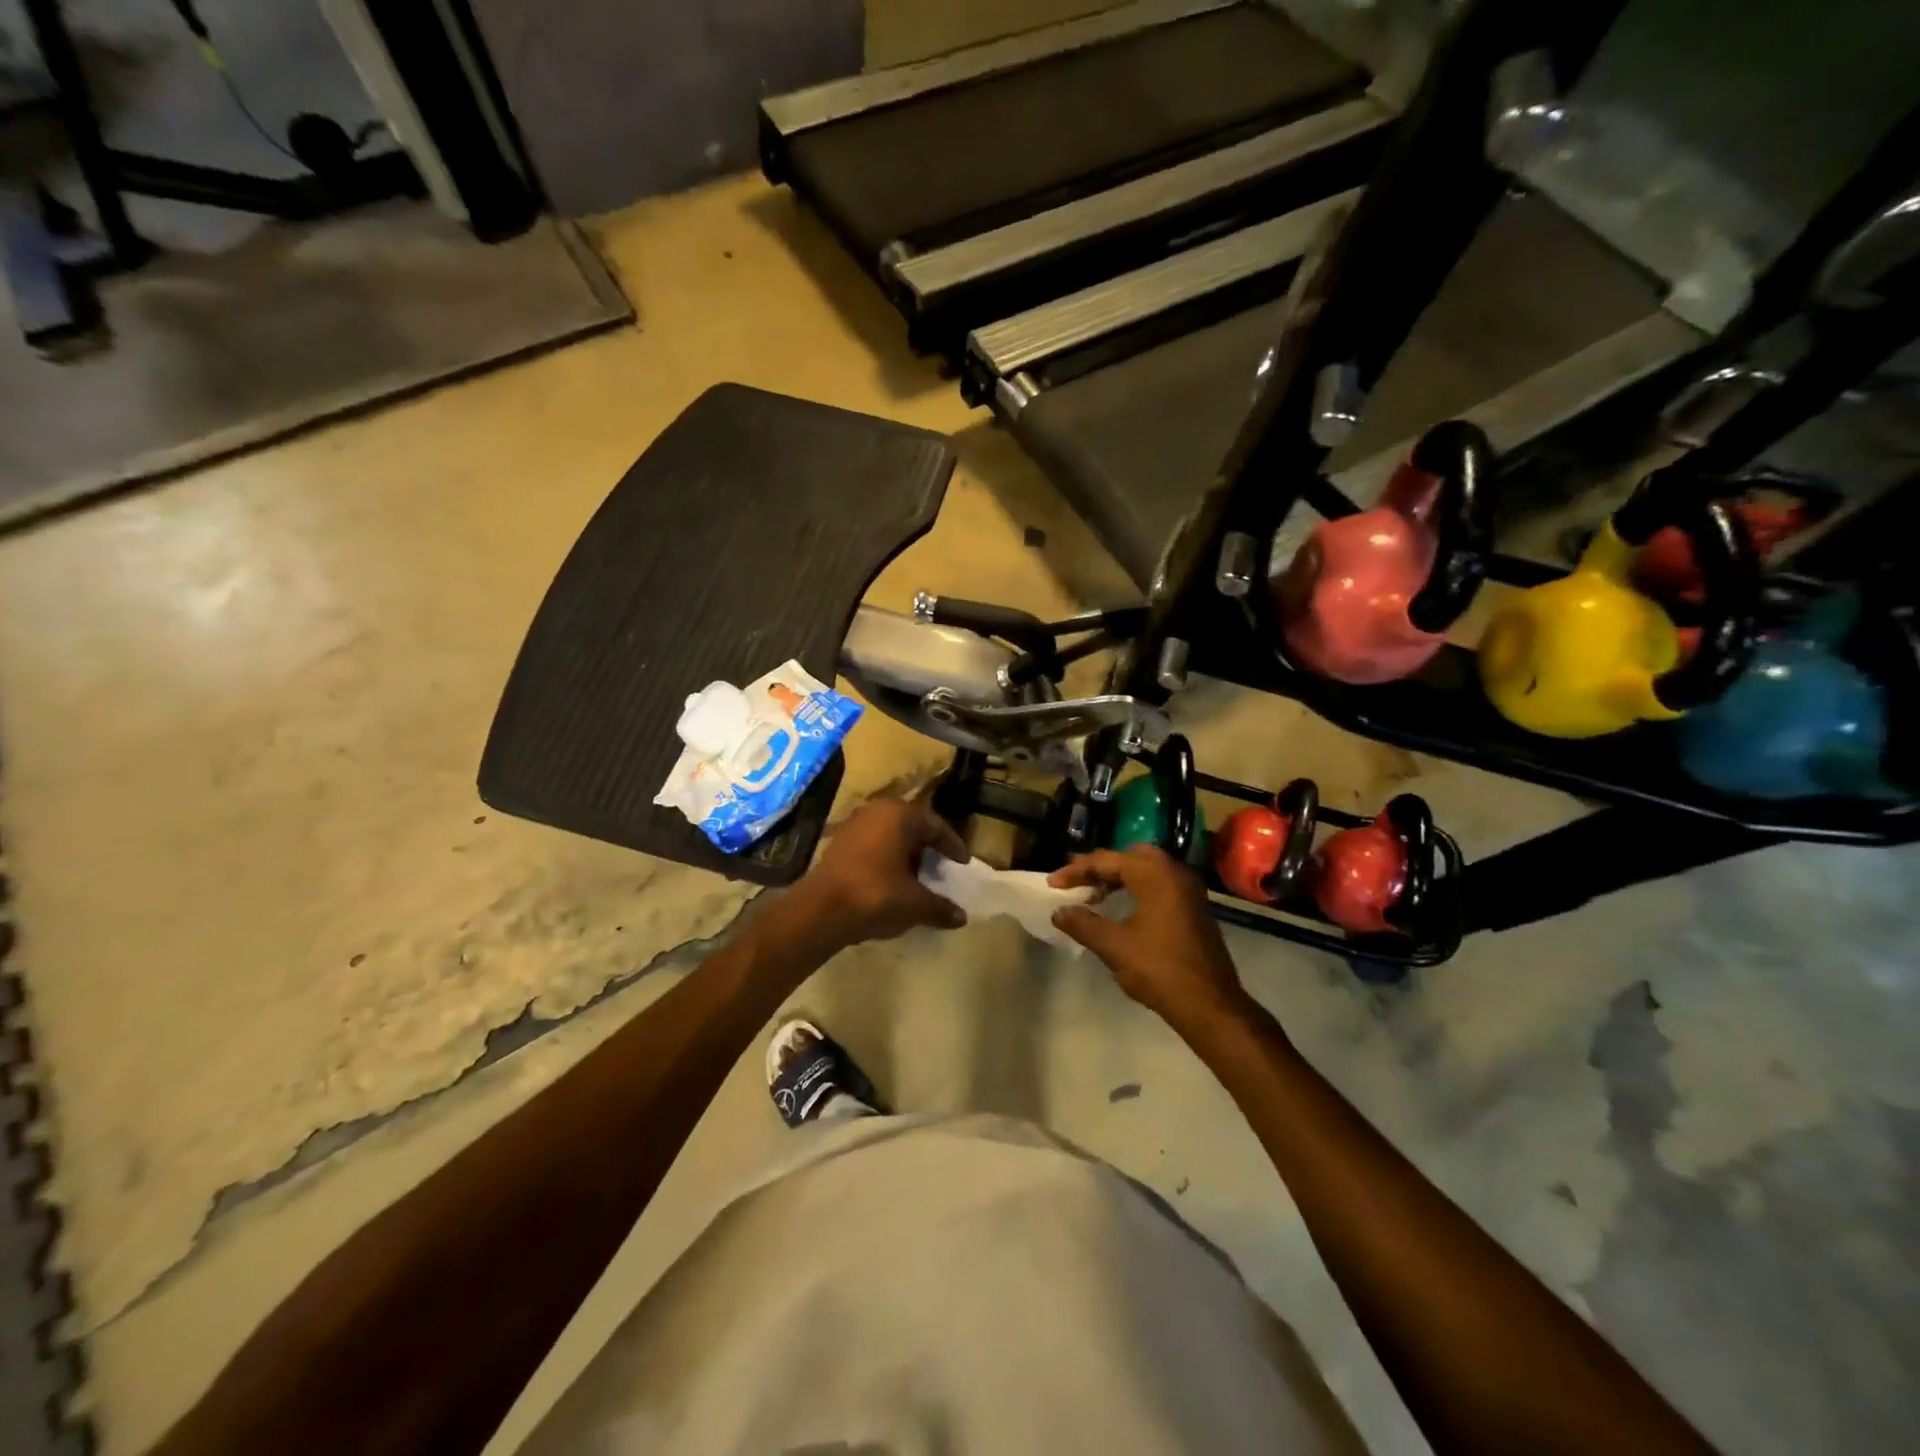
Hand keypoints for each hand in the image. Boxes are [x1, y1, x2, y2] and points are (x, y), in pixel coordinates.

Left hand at [797, 799, 970, 945]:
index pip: (936, 826)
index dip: (952, 846)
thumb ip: (941, 907)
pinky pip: (871, 846)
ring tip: (916, 878)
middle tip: (940, 868)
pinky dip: (884, 860)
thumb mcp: (915, 904)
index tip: (963, 863)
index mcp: (900, 815)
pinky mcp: (837, 843)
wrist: (820, 910)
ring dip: (904, 854)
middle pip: (911, 828)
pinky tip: (890, 882)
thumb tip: (961, 918)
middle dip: (926, 848)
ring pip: (889, 836)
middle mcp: (876, 811)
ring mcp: (853, 825)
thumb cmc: (876, 895)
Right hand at [1049, 847, 1246, 1027]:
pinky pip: (1160, 885)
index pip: (1108, 860)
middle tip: (1077, 883)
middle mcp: (1175, 873)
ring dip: (1119, 879)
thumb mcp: (1114, 946)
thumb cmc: (1159, 969)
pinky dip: (1137, 889)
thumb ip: (1083, 924)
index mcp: (1155, 874)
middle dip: (1101, 868)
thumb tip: (1059, 912)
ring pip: (1147, 870)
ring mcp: (1189, 891)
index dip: (1076, 871)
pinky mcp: (1194, 908)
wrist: (1210, 1005)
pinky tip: (1122, 911)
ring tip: (1094, 897)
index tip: (1052, 885)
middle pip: (1130, 857)